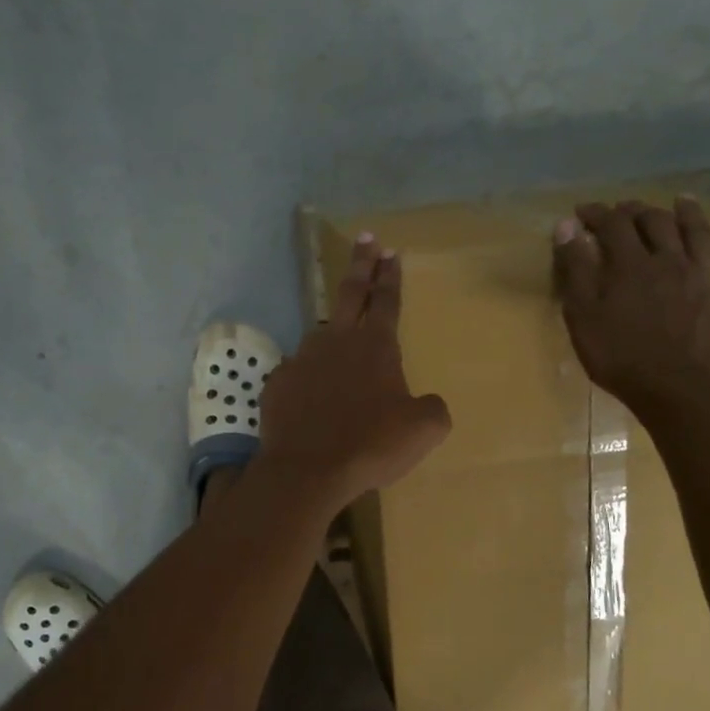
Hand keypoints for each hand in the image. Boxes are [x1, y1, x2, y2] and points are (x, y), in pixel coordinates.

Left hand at [257, 234, 451, 510]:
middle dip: (362, 264)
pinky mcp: (278, 383)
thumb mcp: (424, 430)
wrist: (308, 470)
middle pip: (352, 293)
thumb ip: (431, 408)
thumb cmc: (372, 444)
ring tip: (340, 340)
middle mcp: (337, 342)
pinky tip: (311, 394)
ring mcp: (302, 359)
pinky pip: (298, 372)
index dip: (391, 276)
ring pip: (321, 334)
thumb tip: (426, 403)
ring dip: (334, 330)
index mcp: (376, 346)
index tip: (391, 251)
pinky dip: (308, 377)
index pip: (387, 301)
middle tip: (366, 240)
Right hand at [553, 198, 709, 417]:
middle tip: (624, 210)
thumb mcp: (582, 312)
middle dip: (638, 211)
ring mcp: (704, 286)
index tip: (580, 212)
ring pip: (703, 240)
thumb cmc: (617, 354)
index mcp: (632, 264)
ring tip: (683, 203)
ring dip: (693, 217)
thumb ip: (575, 267)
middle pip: (658, 224)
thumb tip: (567, 225)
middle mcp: (671, 264)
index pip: (613, 224)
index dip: (596, 213)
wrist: (671, 390)